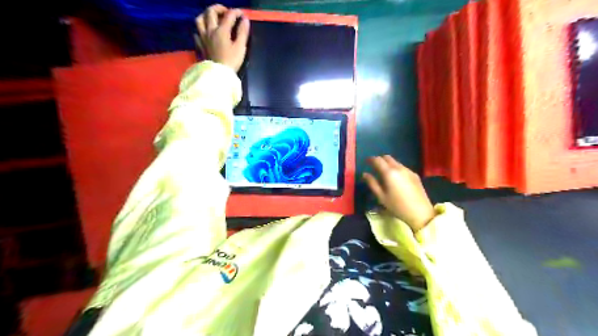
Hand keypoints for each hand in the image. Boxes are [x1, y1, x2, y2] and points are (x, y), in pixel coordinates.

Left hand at [196, 5, 250, 71]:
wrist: (218, 75)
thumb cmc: (231, 61)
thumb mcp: (240, 47)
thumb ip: (243, 32)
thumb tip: (245, 20)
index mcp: (221, 30)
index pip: (229, 15)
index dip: (236, 12)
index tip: (242, 14)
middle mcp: (210, 30)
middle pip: (210, 12)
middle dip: (219, 8)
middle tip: (227, 12)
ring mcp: (203, 37)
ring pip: (200, 19)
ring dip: (206, 15)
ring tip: (213, 19)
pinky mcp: (200, 45)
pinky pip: (197, 33)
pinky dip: (201, 30)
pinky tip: (206, 33)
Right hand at [361, 155, 437, 232]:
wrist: (420, 212)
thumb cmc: (397, 206)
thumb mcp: (381, 197)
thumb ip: (372, 183)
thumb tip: (365, 174)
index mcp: (389, 173)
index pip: (378, 160)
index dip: (371, 159)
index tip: (367, 161)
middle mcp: (399, 168)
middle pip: (387, 158)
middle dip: (380, 160)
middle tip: (374, 166)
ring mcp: (408, 170)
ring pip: (395, 162)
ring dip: (388, 164)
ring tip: (384, 173)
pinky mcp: (415, 175)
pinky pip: (402, 167)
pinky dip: (396, 168)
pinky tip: (395, 178)